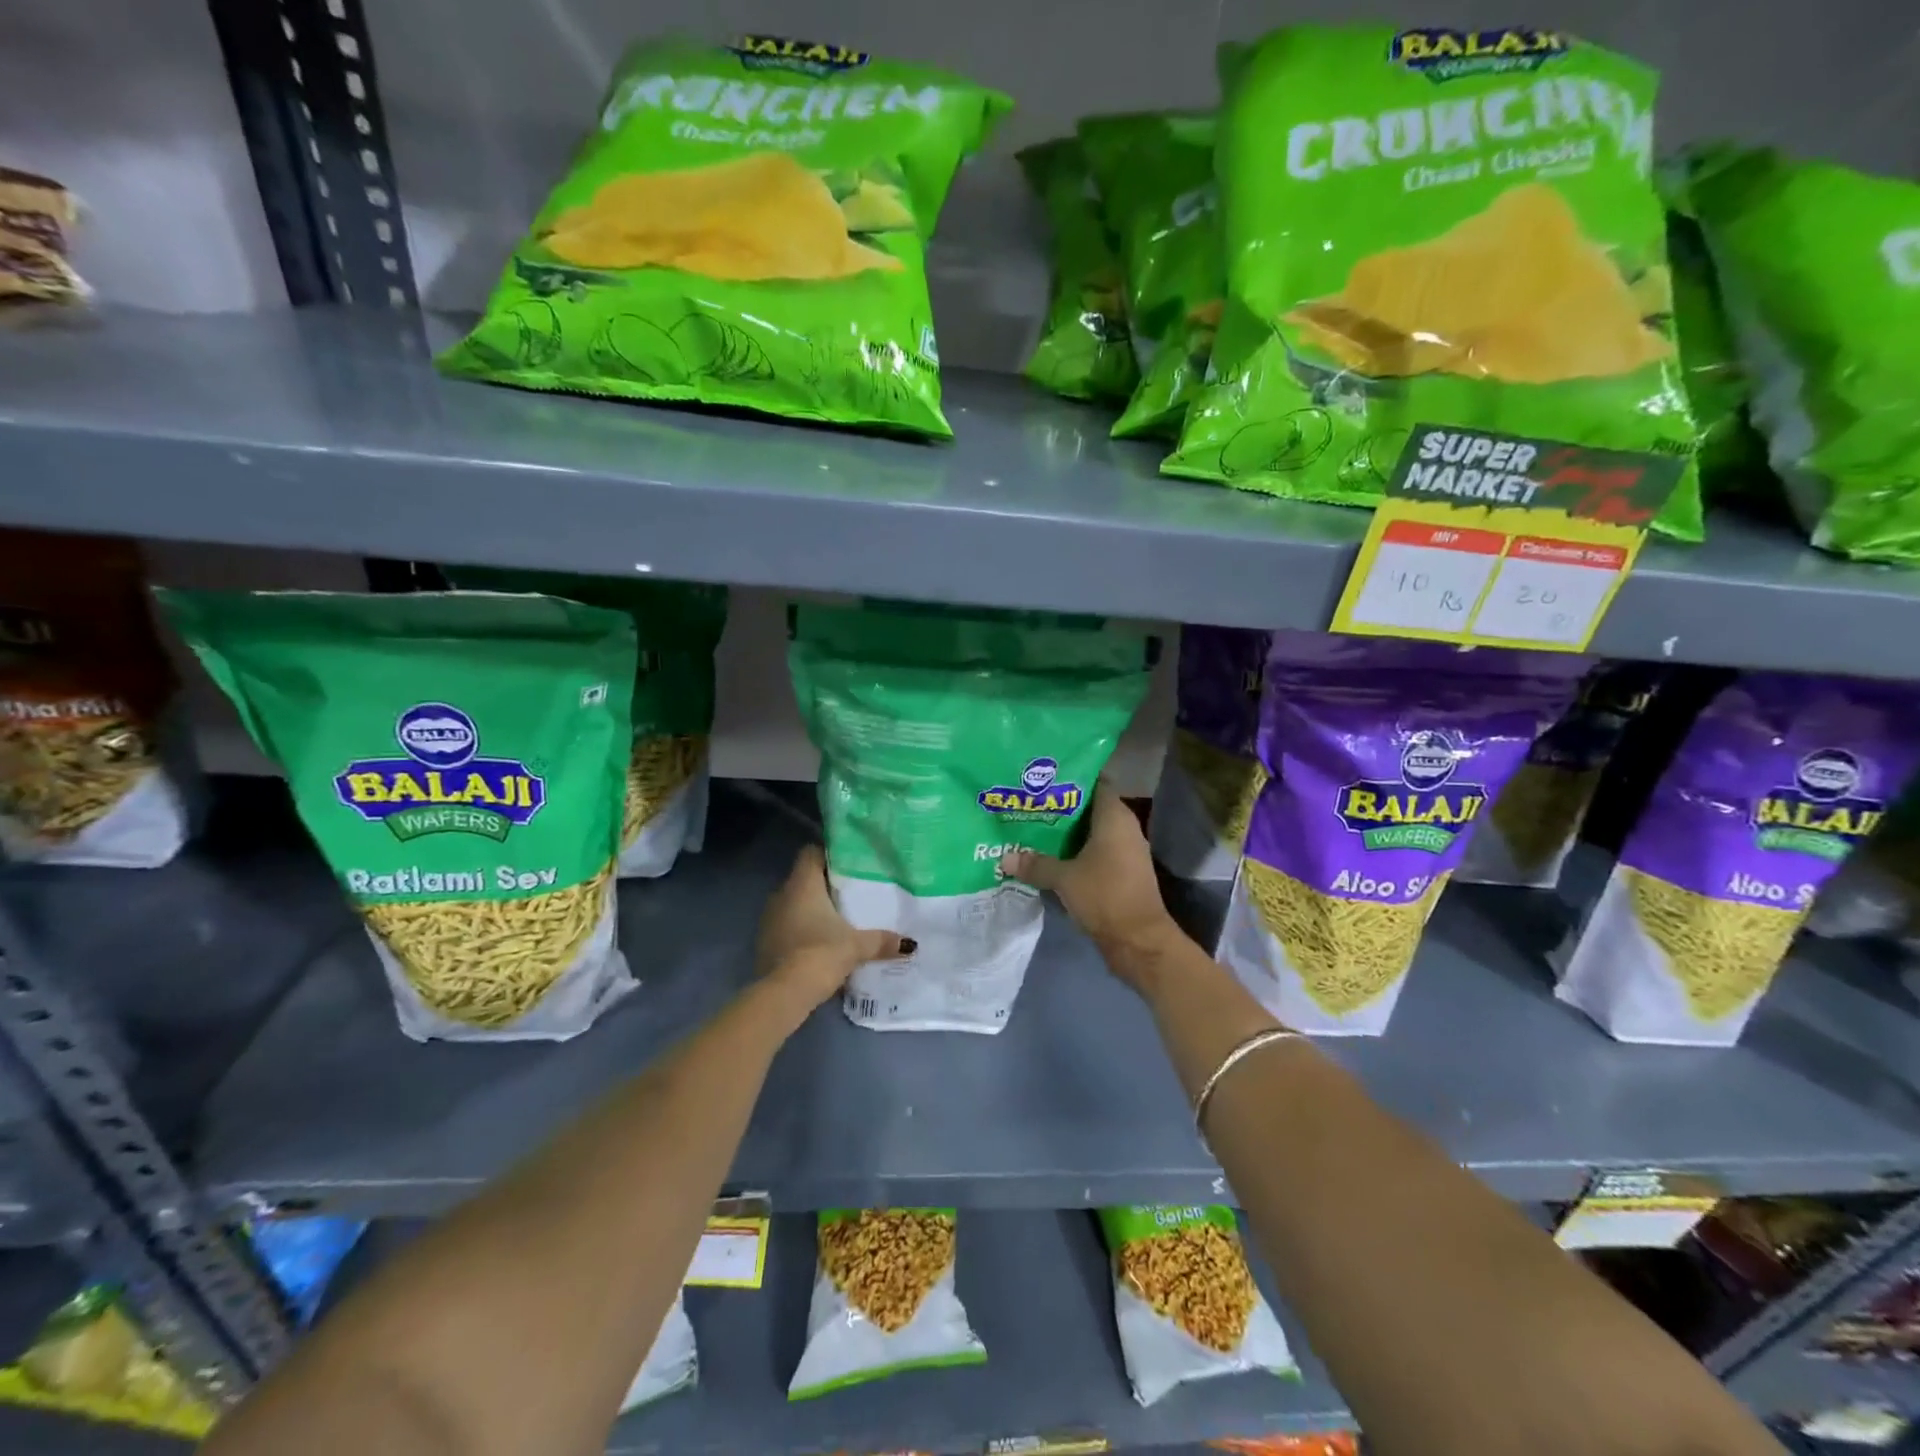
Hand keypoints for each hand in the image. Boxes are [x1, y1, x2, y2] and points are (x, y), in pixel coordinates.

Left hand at [755, 845, 911, 1013]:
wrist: (784, 994)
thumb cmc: (820, 954)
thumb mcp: (856, 946)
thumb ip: (881, 940)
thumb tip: (909, 944)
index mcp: (802, 885)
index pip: (810, 852)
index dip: (828, 854)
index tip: (848, 864)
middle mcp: (781, 895)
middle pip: (804, 879)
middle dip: (824, 885)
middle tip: (850, 893)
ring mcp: (769, 919)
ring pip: (793, 903)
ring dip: (811, 909)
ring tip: (837, 919)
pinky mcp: (764, 942)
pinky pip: (786, 926)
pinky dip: (800, 930)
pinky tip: (819, 943)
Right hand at [999, 779, 1179, 970]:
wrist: (1139, 941)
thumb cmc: (1104, 896)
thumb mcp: (1064, 878)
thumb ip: (1035, 864)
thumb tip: (1005, 858)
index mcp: (1114, 817)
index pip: (1095, 783)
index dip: (1070, 778)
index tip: (1043, 778)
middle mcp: (1124, 828)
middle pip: (1090, 807)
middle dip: (1062, 806)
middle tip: (1030, 802)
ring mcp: (1126, 851)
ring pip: (1092, 832)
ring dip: (1067, 832)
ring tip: (1034, 827)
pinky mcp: (1122, 872)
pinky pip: (1096, 851)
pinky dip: (1076, 851)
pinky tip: (1051, 856)